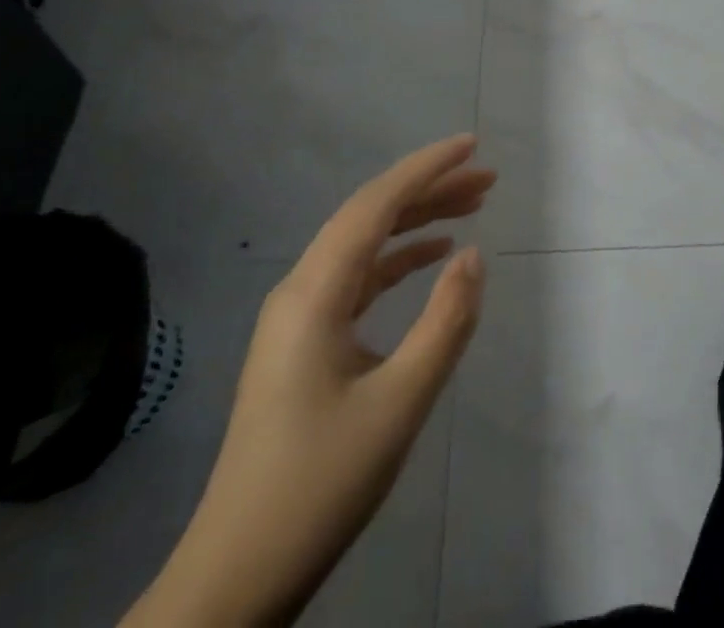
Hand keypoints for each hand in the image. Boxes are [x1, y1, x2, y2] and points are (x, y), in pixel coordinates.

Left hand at [124, 134, 494, 627]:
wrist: (236, 578)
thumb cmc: (318, 485)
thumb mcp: (399, 404)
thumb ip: (444, 322)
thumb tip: (473, 254)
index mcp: (314, 294)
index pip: (375, 205)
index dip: (425, 168)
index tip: (472, 145)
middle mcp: (301, 290)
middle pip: (370, 216)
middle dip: (429, 190)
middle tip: (487, 178)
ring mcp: (298, 317)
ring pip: (365, 245)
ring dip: (417, 221)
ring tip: (473, 206)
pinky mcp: (304, 343)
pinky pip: (357, 278)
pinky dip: (399, 259)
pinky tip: (432, 257)